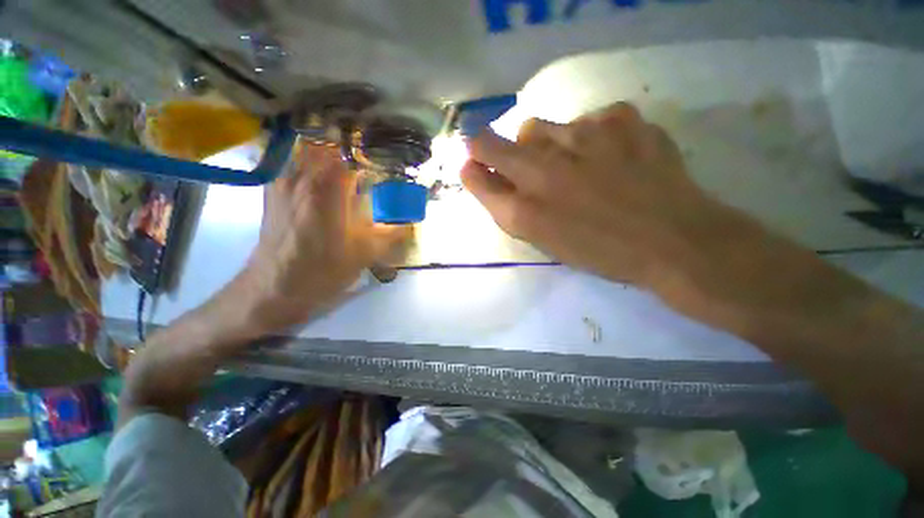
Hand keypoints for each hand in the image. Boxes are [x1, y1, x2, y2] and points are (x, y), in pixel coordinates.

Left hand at [241, 142, 409, 332]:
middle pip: (328, 141)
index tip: (388, 149)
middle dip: (351, 141)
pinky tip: (326, 172)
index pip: (351, 151)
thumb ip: (393, 233)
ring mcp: (284, 181)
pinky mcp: (274, 190)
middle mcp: (303, 176)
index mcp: (328, 189)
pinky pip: (295, 161)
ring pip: (309, 148)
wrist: (273, 289)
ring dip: (331, 147)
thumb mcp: (366, 254)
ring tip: (351, 157)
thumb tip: (412, 221)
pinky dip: (313, 158)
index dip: (371, 147)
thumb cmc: (322, 271)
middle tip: (371, 150)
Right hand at [462, 102, 730, 299]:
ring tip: (572, 164)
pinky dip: (590, 135)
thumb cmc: (600, 250)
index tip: (476, 166)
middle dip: (492, 149)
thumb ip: (508, 206)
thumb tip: (481, 174)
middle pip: (492, 141)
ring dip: (542, 144)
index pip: (475, 171)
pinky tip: (611, 155)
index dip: (472, 166)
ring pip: (538, 127)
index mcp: (525, 208)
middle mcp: (543, 169)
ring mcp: (582, 137)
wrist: (673, 241)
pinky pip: (587, 119)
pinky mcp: (621, 119)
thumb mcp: (543, 239)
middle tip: (521, 166)